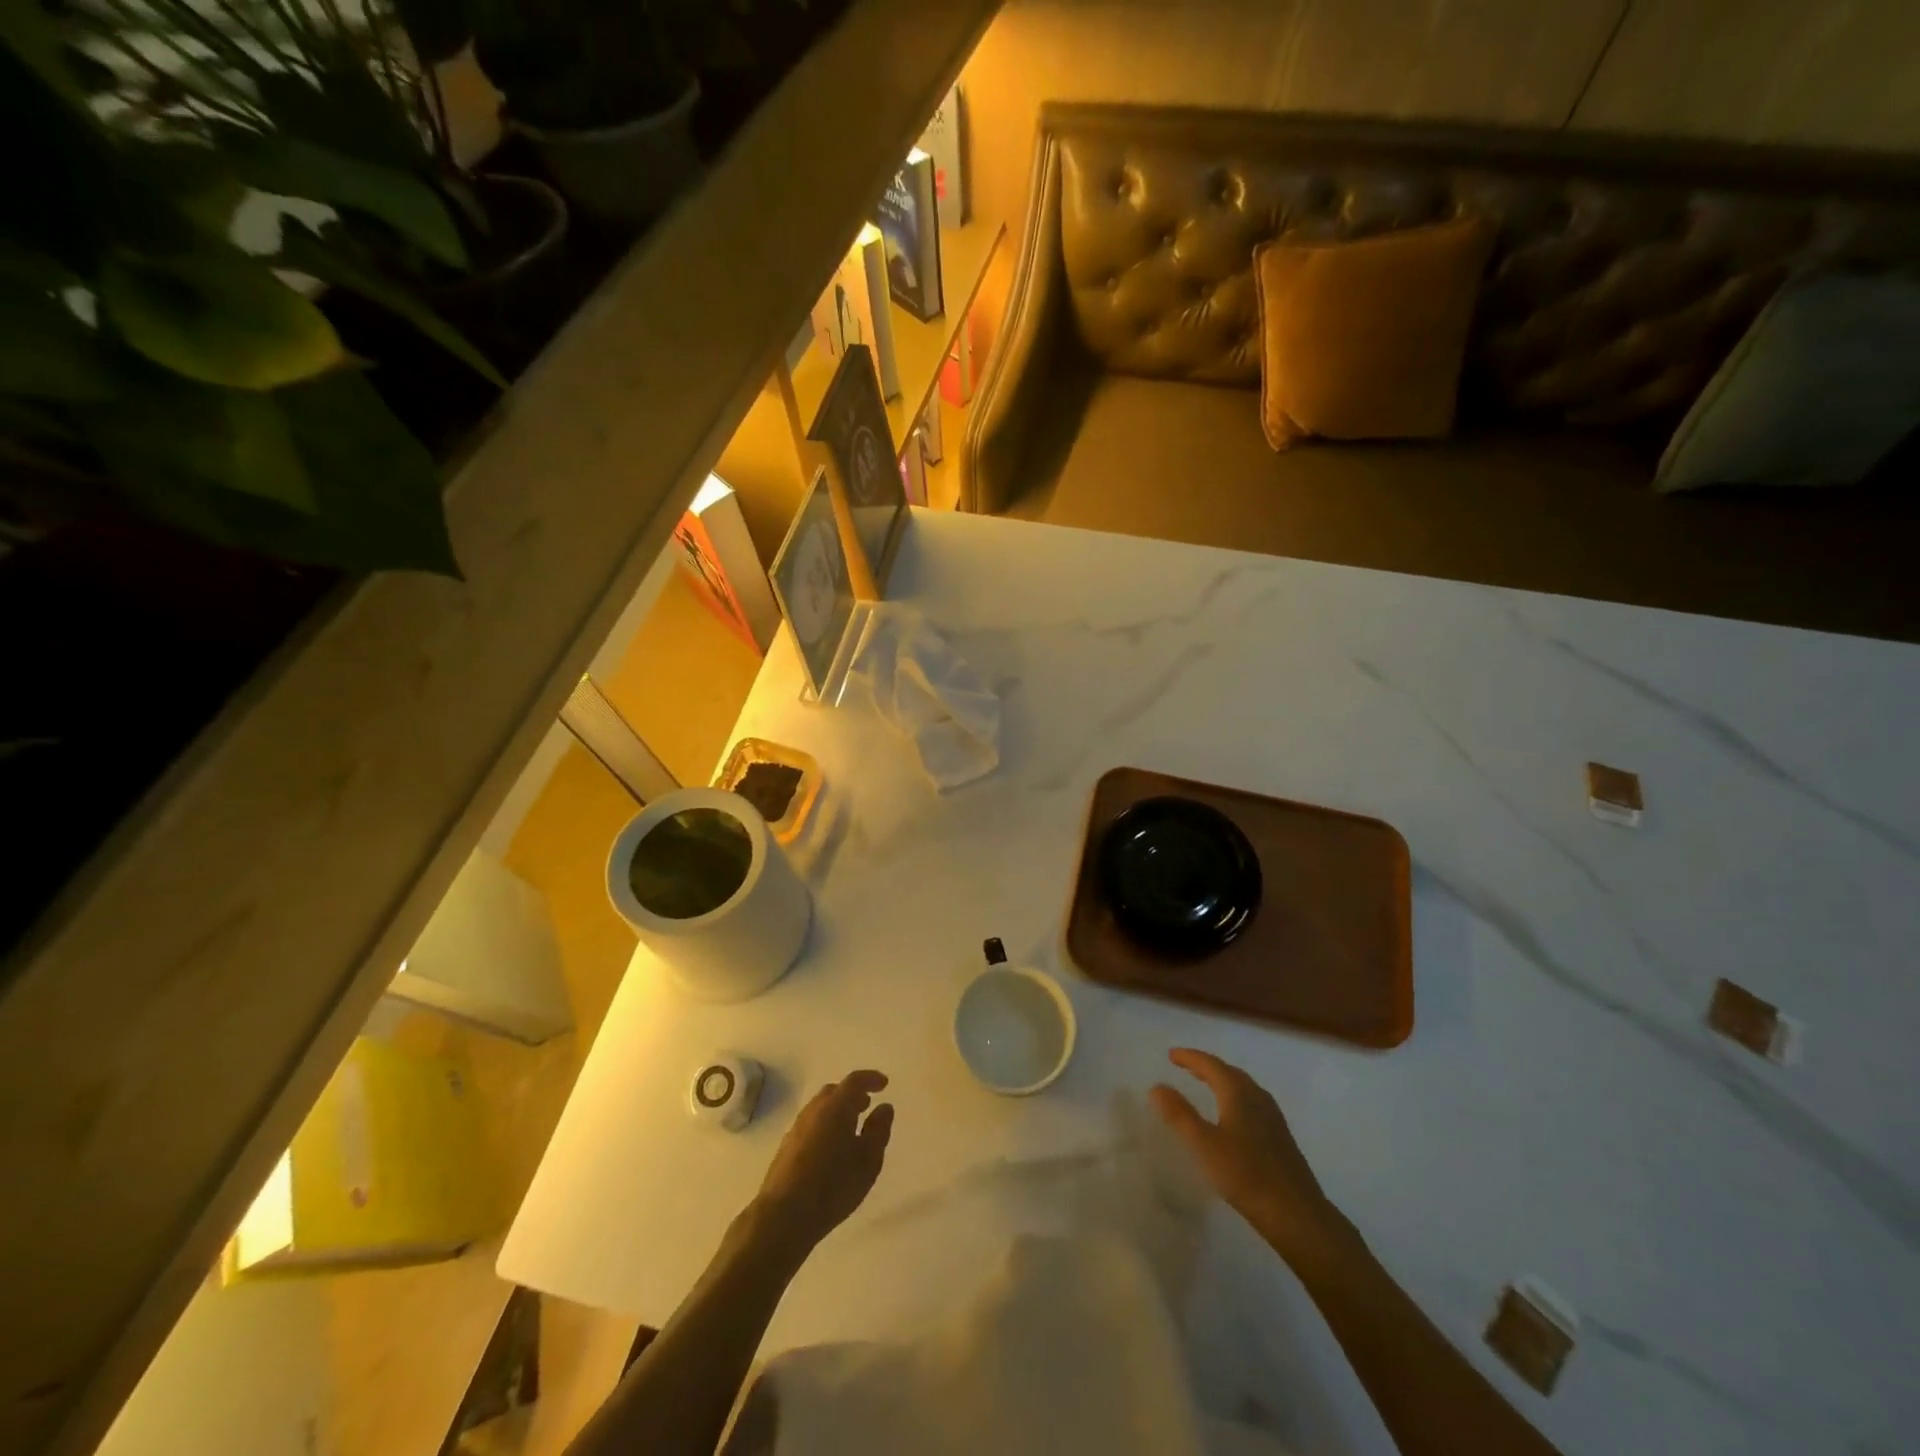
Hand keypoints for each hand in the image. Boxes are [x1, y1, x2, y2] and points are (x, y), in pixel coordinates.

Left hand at [751, 1070, 893, 1260]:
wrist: (784, 1215)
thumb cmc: (833, 1185)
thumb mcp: (868, 1160)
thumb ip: (879, 1130)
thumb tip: (884, 1107)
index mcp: (836, 1106)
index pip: (855, 1081)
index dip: (871, 1079)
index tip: (884, 1084)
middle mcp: (814, 1110)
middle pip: (834, 1092)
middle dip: (852, 1095)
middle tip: (866, 1105)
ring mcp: (796, 1128)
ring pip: (820, 1109)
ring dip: (837, 1111)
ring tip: (851, 1127)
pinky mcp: (785, 1148)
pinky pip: (810, 1126)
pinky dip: (824, 1126)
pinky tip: (830, 1148)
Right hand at [1150, 1048, 1343, 1261]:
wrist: (1297, 1215)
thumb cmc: (1245, 1175)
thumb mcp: (1204, 1144)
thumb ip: (1179, 1114)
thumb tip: (1157, 1086)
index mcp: (1238, 1093)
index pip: (1211, 1064)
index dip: (1190, 1057)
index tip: (1171, 1054)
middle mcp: (1257, 1097)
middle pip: (1229, 1072)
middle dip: (1206, 1066)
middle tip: (1185, 1066)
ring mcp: (1273, 1117)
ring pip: (1243, 1087)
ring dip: (1222, 1081)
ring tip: (1206, 1085)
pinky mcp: (1280, 1137)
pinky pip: (1252, 1103)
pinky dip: (1234, 1097)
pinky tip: (1232, 1116)